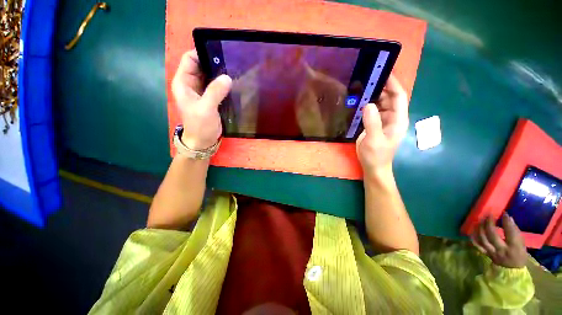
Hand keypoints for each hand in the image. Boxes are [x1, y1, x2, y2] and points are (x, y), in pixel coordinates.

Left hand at [171, 50, 231, 149]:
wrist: (203, 141)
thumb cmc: (200, 126)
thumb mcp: (206, 108)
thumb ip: (215, 92)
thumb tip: (227, 77)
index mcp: (183, 82)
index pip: (190, 59)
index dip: (202, 53)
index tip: (220, 54)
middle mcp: (191, 84)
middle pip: (201, 65)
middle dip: (214, 63)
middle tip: (231, 63)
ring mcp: (201, 91)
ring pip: (210, 75)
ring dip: (220, 74)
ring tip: (234, 72)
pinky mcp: (210, 98)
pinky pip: (217, 86)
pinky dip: (223, 84)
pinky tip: (233, 83)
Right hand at [356, 74, 408, 176]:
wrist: (373, 167)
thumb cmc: (376, 155)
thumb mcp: (374, 140)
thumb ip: (372, 123)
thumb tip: (368, 104)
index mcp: (398, 120)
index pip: (399, 97)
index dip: (393, 84)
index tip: (383, 72)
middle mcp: (392, 117)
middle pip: (389, 97)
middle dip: (381, 87)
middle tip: (366, 78)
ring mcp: (383, 121)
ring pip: (380, 103)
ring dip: (372, 96)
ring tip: (360, 87)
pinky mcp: (374, 124)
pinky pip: (372, 111)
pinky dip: (366, 105)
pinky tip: (358, 102)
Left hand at [471, 214, 527, 267]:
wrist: (513, 271)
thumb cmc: (519, 254)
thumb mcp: (522, 243)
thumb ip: (515, 231)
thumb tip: (508, 217)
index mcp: (514, 248)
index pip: (510, 233)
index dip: (506, 222)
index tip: (503, 212)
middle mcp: (502, 250)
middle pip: (492, 235)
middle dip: (489, 222)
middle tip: (489, 213)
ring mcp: (492, 253)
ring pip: (483, 238)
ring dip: (480, 227)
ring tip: (480, 219)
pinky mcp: (485, 254)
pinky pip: (477, 245)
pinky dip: (474, 236)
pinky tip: (473, 229)